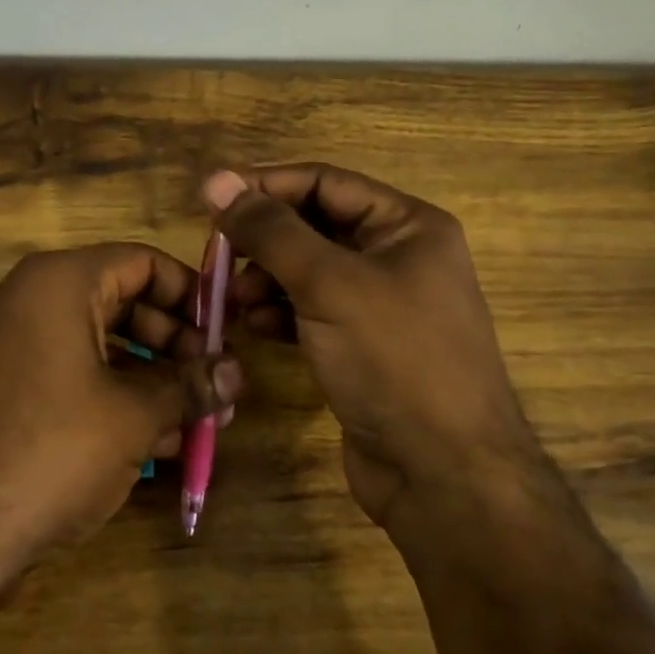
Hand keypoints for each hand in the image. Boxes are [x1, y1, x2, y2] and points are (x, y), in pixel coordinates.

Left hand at [0, 244, 241, 577]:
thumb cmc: (51, 448)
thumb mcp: (135, 416)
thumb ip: (191, 385)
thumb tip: (238, 373)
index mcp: (59, 282)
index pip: (142, 262)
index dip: (191, 294)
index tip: (224, 334)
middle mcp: (28, 301)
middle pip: (122, 302)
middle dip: (175, 346)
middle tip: (214, 386)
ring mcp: (7, 348)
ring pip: (98, 347)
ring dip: (150, 380)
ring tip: (195, 423)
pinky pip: (69, 378)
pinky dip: (111, 400)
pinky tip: (151, 445)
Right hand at [205, 165, 531, 531]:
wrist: (443, 473)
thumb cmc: (394, 359)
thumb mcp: (329, 284)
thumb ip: (270, 230)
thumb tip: (216, 180)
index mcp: (408, 225)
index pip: (325, 182)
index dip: (266, 185)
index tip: (211, 197)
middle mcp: (398, 256)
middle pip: (315, 225)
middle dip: (265, 239)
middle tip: (217, 254)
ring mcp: (381, 304)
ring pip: (309, 271)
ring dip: (267, 278)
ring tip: (235, 299)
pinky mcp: (363, 346)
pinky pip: (312, 311)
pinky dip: (282, 313)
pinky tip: (257, 326)